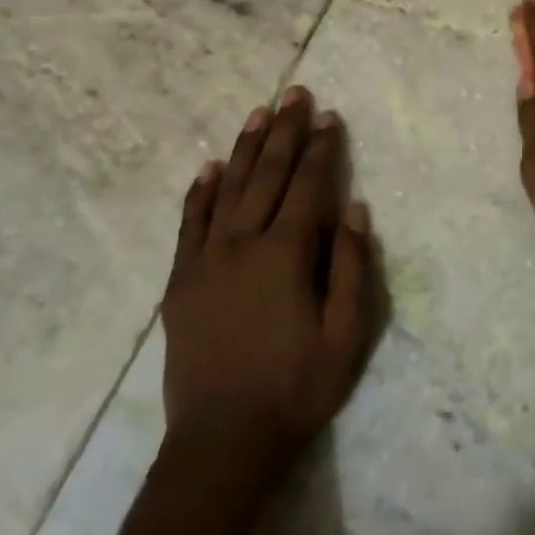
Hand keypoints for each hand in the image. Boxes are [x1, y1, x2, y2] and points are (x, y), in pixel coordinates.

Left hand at [162, 88, 377, 479]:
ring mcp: (205, 260)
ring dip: (244, 148)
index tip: (329, 116)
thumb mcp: (348, 334)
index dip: (321, 148)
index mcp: (286, 254)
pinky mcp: (180, 281)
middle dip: (284, 132)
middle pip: (267, 175)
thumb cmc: (297, 387)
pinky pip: (189, 224)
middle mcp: (243, 244)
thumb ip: (353, 267)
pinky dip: (199, 193)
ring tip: (257, 114)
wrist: (223, 440)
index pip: (308, 186)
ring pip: (227, 189)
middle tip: (294, 94)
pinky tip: (208, 168)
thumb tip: (354, 208)